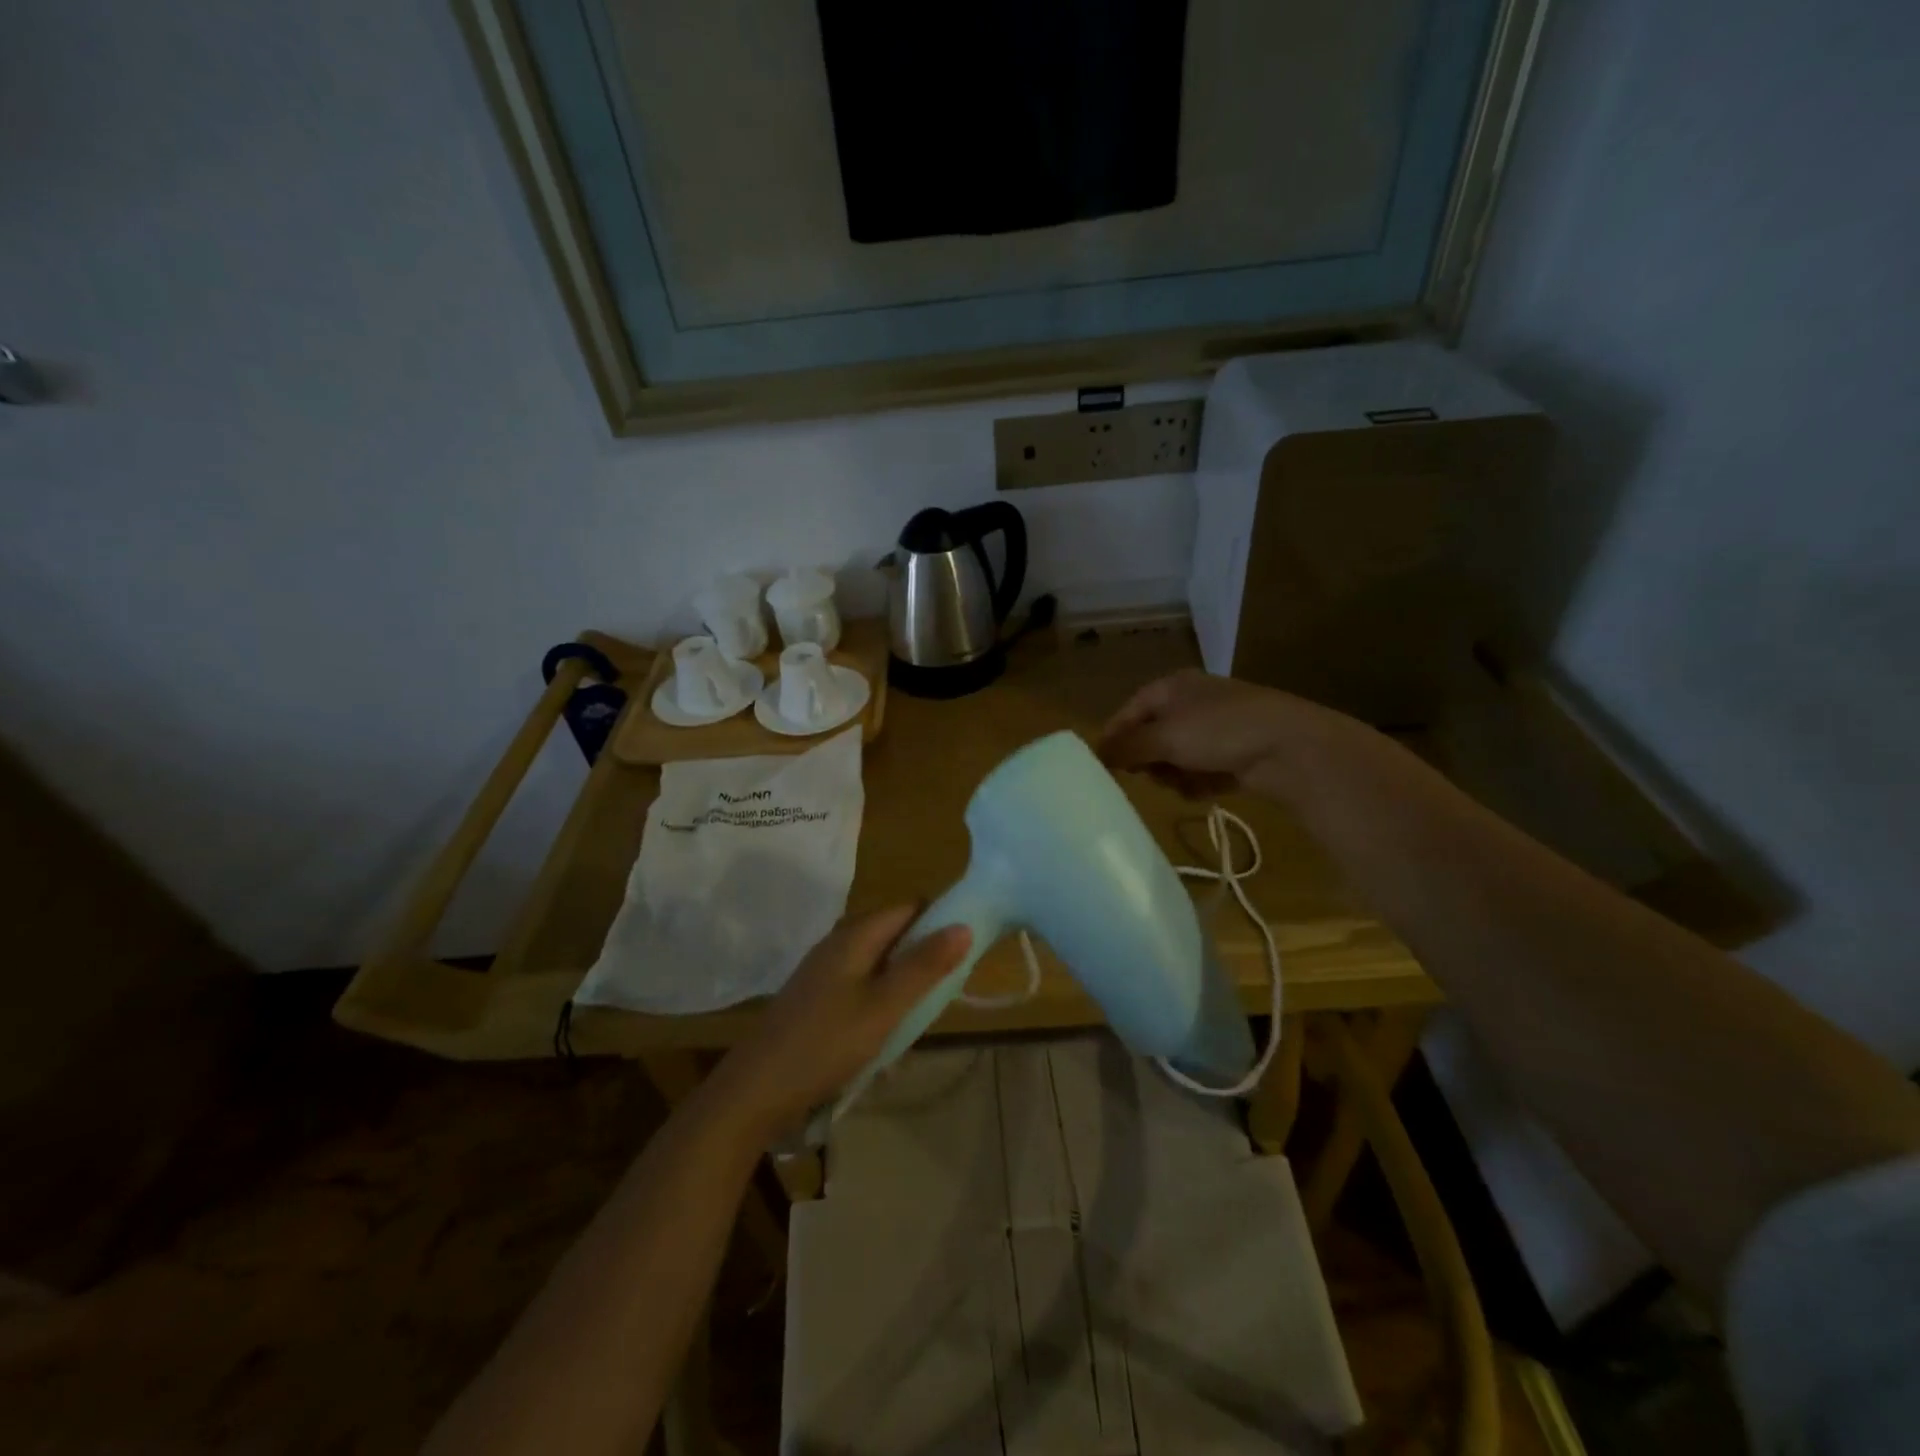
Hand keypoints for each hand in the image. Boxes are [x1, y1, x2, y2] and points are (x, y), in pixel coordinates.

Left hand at [707, 907, 971, 1140]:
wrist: (755, 1090)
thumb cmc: (825, 1043)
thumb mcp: (884, 1007)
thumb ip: (924, 967)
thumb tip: (964, 925)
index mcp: (854, 936)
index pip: (908, 908)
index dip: (939, 920)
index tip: (966, 948)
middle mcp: (838, 944)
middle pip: (893, 935)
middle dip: (923, 957)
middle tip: (947, 991)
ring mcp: (823, 972)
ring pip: (878, 965)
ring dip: (903, 985)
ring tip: (920, 1019)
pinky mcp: (816, 1000)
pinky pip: (860, 988)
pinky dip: (880, 1003)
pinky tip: (887, 1038)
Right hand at [1098, 669, 1336, 799]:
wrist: (1291, 748)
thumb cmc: (1218, 731)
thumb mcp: (1164, 737)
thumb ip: (1127, 747)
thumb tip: (1095, 754)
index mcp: (1172, 687)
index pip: (1129, 711)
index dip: (1115, 738)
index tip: (1106, 767)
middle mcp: (1192, 703)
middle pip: (1152, 737)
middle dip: (1150, 761)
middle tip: (1152, 776)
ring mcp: (1217, 729)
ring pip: (1177, 758)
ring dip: (1175, 775)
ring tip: (1186, 784)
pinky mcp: (1237, 754)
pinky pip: (1202, 772)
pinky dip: (1200, 783)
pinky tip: (1207, 790)